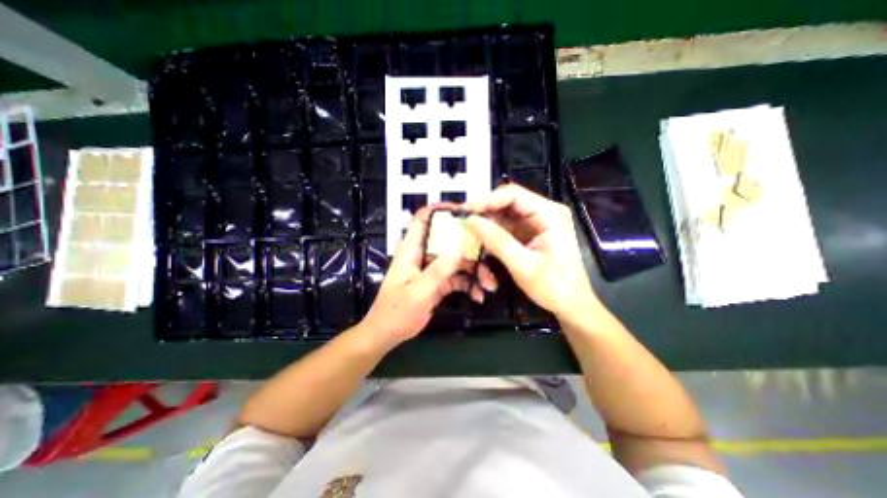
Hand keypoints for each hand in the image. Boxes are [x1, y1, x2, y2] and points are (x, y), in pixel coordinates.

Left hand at [360, 206, 497, 348]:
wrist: (389, 334)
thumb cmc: (396, 311)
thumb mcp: (418, 291)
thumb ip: (438, 270)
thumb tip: (458, 247)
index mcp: (412, 249)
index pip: (423, 219)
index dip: (442, 211)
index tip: (465, 212)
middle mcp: (424, 254)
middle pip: (449, 239)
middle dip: (470, 245)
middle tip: (490, 252)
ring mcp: (433, 269)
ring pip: (458, 260)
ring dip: (475, 270)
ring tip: (488, 284)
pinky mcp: (439, 283)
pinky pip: (458, 278)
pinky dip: (469, 285)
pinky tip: (478, 295)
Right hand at [466, 184, 593, 317]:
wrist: (571, 304)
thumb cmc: (553, 286)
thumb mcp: (522, 265)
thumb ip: (497, 241)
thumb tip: (471, 221)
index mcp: (549, 214)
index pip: (513, 195)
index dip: (487, 199)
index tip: (465, 210)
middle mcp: (545, 211)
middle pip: (508, 201)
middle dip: (486, 210)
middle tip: (464, 220)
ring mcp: (538, 221)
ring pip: (506, 213)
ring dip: (488, 221)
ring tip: (469, 230)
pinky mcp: (532, 232)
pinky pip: (508, 225)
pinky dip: (494, 231)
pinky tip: (482, 238)